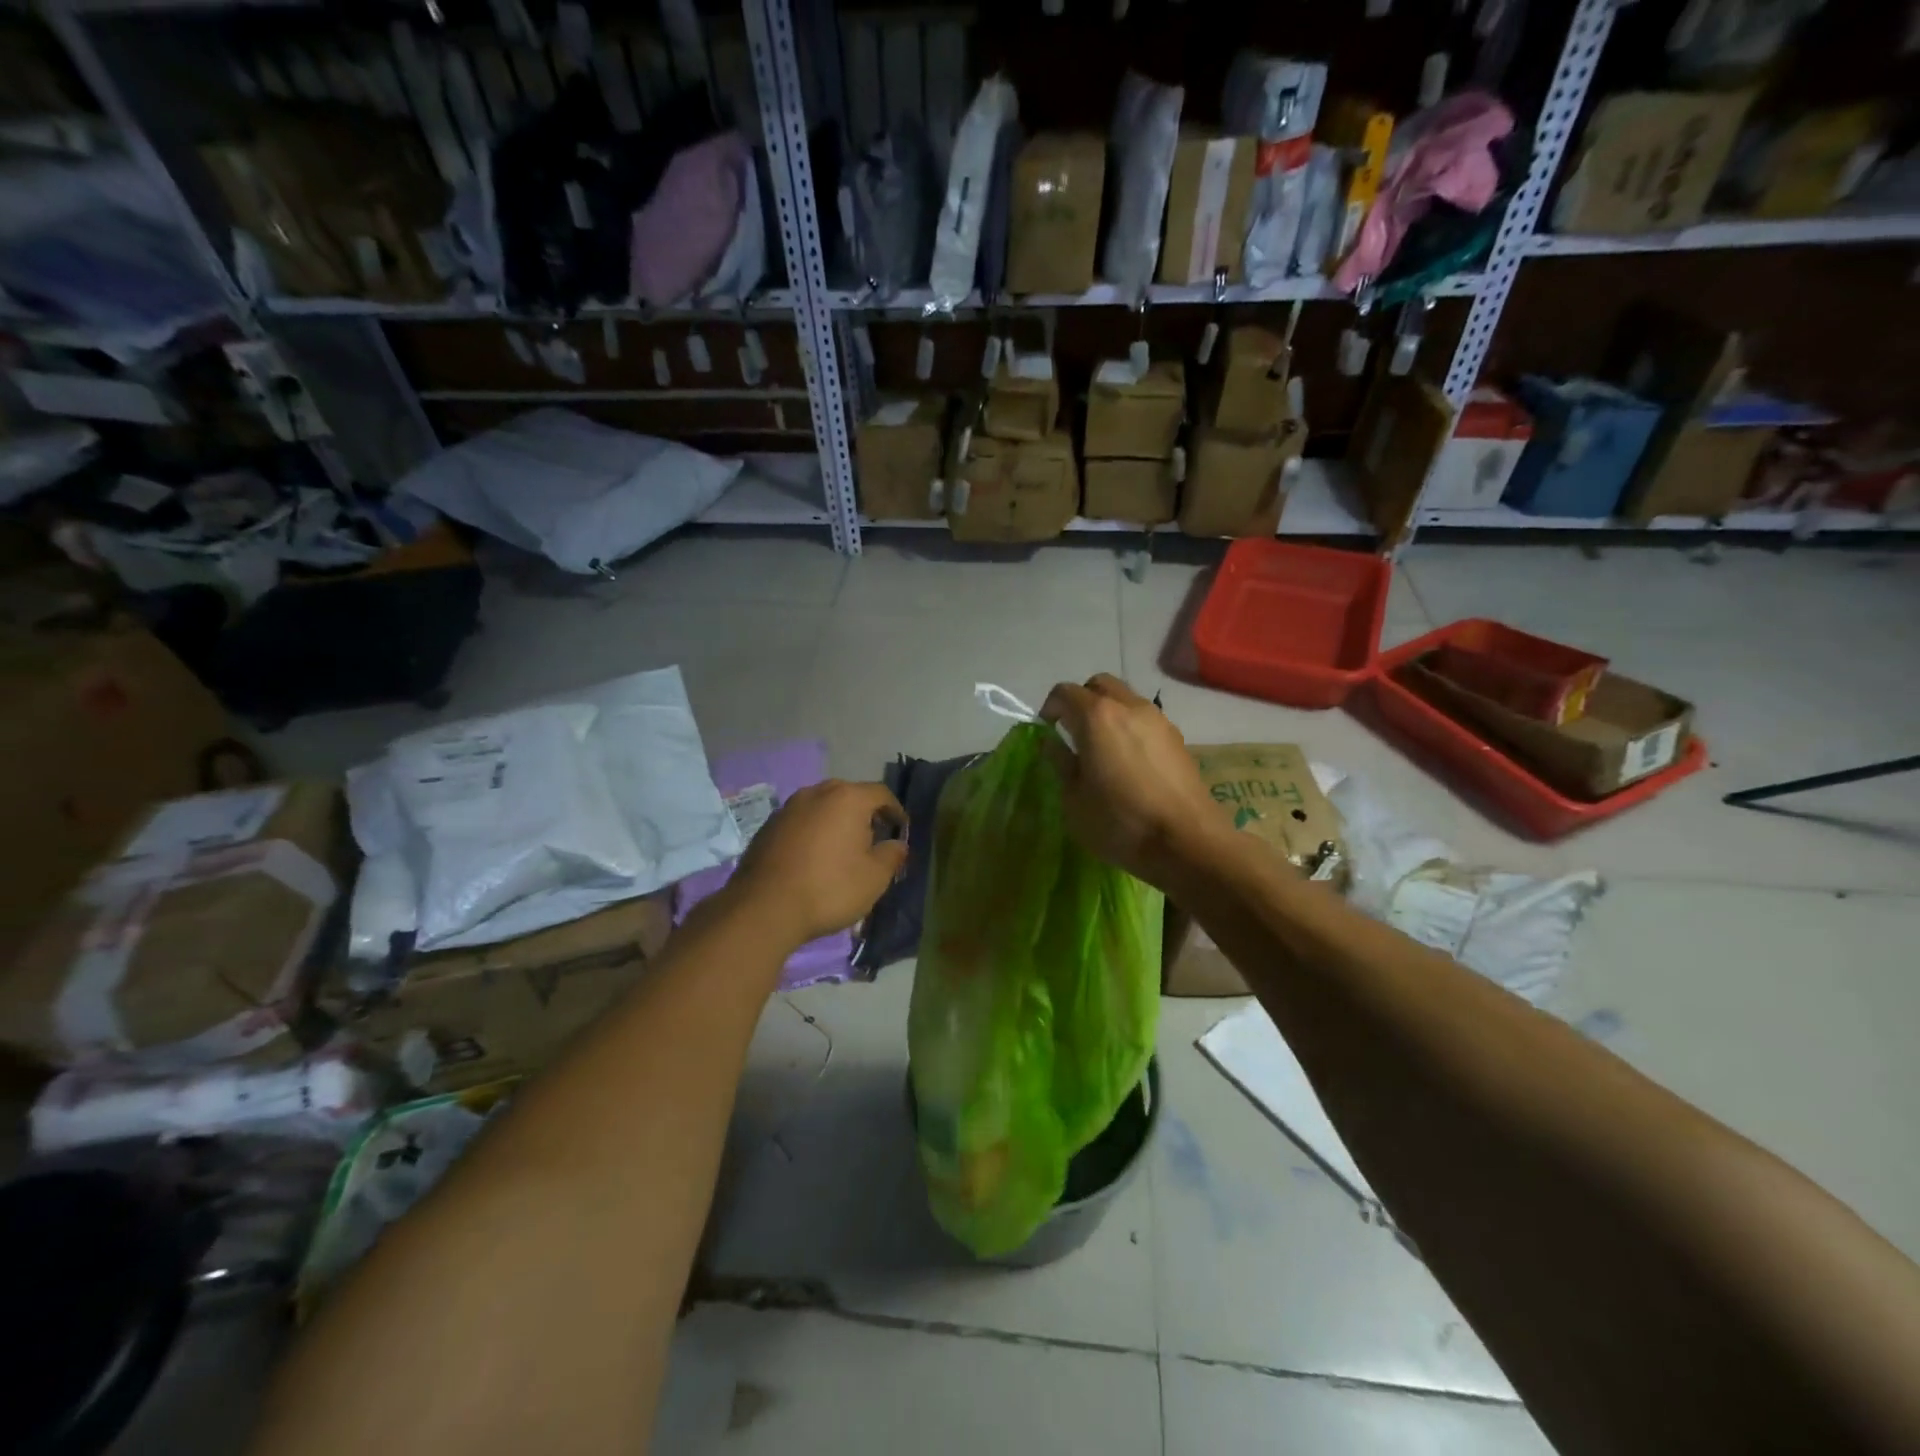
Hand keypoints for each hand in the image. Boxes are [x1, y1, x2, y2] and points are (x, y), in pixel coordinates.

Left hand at [728, 780, 908, 946]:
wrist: (764, 908)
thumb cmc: (829, 888)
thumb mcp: (875, 878)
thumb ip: (892, 855)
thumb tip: (897, 844)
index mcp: (848, 798)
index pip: (881, 794)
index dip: (896, 811)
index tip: (901, 831)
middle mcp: (817, 793)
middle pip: (850, 796)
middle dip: (865, 815)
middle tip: (874, 840)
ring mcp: (788, 807)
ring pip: (823, 807)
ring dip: (837, 823)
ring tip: (843, 850)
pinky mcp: (768, 826)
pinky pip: (801, 822)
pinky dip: (813, 833)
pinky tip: (814, 858)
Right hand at [1039, 674, 1220, 889]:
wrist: (1187, 841)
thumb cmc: (1120, 822)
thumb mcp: (1074, 800)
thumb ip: (1061, 764)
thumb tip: (1052, 744)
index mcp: (1096, 716)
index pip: (1064, 692)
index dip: (1050, 708)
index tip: (1047, 731)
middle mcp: (1129, 706)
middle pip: (1099, 685)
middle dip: (1081, 701)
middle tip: (1072, 732)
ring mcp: (1158, 719)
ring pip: (1125, 699)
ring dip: (1108, 712)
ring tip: (1102, 748)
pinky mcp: (1177, 738)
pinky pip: (1145, 719)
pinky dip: (1130, 727)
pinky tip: (1129, 761)